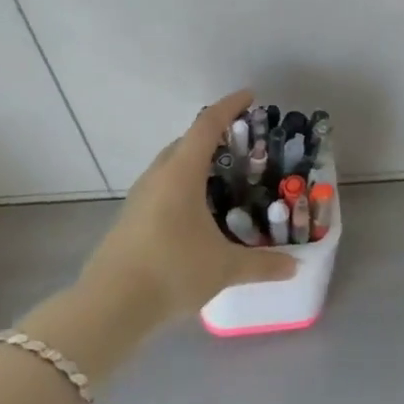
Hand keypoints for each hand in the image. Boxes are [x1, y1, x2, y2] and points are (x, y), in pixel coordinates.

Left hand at [79, 90, 297, 328]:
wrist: (109, 307)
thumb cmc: (171, 271)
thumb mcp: (224, 267)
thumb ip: (262, 264)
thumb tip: (294, 266)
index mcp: (181, 173)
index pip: (207, 125)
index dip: (229, 106)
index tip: (250, 95)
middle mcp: (158, 176)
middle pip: (186, 142)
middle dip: (213, 135)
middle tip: (243, 144)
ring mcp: (139, 198)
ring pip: (171, 166)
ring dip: (195, 162)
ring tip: (223, 178)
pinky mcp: (130, 219)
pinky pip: (162, 187)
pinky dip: (183, 186)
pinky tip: (198, 213)